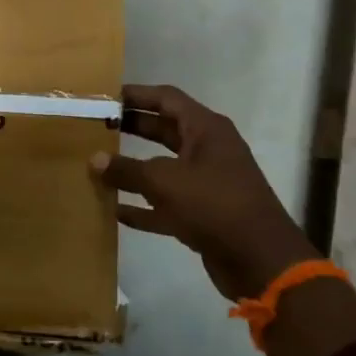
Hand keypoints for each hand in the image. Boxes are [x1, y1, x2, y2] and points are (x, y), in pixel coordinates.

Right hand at [91, 83, 317, 300]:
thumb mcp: (164, 182)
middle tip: (96, 127)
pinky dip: (143, 206)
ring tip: (98, 166)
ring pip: (164, 168)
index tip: (104, 97)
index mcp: (206, 129)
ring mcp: (207, 183)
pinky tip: (114, 211)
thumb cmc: (214, 205)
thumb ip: (126, 169)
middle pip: (164, 130)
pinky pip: (166, 203)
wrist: (261, 261)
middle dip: (132, 128)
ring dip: (134, 169)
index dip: (136, 95)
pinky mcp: (204, 214)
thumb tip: (94, 160)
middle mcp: (208, 150)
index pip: (166, 98)